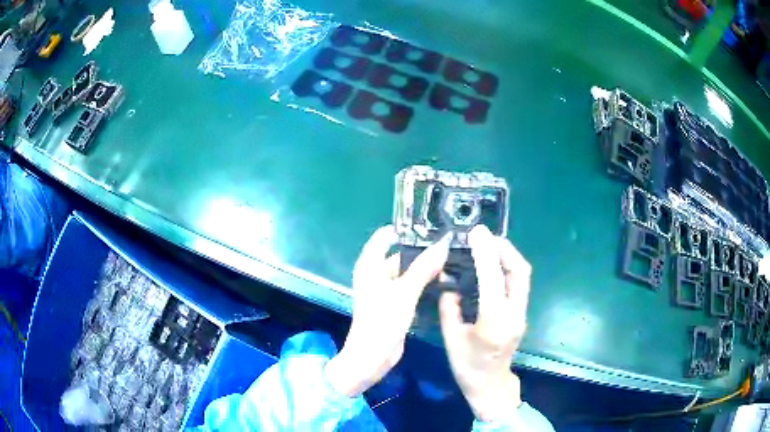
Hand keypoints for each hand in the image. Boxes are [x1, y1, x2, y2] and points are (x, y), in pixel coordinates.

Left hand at [325, 226, 449, 396]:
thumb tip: (443, 245)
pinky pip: (410, 287)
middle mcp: (376, 274)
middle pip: (400, 255)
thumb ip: (423, 268)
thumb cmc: (382, 321)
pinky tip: (444, 282)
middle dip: (423, 252)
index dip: (406, 230)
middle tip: (451, 247)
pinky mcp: (394, 304)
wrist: (372, 357)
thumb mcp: (405, 292)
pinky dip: (424, 284)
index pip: (386, 236)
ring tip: (453, 262)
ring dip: (426, 269)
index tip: (432, 227)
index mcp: (370, 265)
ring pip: (408, 272)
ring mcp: (385, 290)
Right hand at [439, 225, 531, 421]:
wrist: (490, 385)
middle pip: (519, 271)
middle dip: (504, 248)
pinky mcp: (521, 314)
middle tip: (485, 236)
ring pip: (522, 275)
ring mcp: (521, 314)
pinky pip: (518, 283)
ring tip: (488, 245)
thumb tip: (450, 284)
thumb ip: (450, 308)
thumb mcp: (451, 338)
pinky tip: (492, 266)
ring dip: (507, 256)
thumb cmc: (467, 366)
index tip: (476, 233)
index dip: (485, 253)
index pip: (492, 279)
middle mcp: (513, 314)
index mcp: (493, 322)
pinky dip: (507, 268)